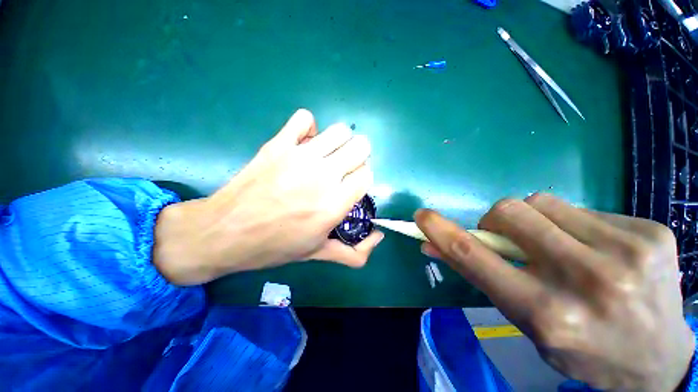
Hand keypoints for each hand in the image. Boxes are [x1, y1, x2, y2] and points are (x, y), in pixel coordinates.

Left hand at [153, 109, 383, 284]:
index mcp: (334, 204)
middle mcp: (323, 176)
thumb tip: (379, 237)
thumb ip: (354, 253)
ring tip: (327, 156)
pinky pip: (304, 118)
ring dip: (340, 143)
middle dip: (357, 158)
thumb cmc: (274, 246)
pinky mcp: (279, 143)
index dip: (361, 181)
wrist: (225, 232)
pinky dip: (309, 128)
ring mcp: (300, 156)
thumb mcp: (317, 254)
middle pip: (361, 147)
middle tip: (342, 170)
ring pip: (340, 131)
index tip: (350, 187)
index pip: (367, 175)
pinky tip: (304, 144)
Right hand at [415, 194, 693, 391]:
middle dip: (497, 219)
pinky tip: (596, 250)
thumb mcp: (523, 321)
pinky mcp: (652, 232)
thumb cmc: (582, 349)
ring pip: (543, 201)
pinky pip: (582, 208)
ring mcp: (628, 251)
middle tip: (512, 239)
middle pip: (511, 211)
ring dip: (535, 219)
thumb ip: (478, 274)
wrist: (659, 359)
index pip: (475, 256)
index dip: (441, 231)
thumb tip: (432, 246)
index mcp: (548, 314)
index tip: (422, 216)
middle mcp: (588, 281)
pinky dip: (573, 223)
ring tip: (558, 246)